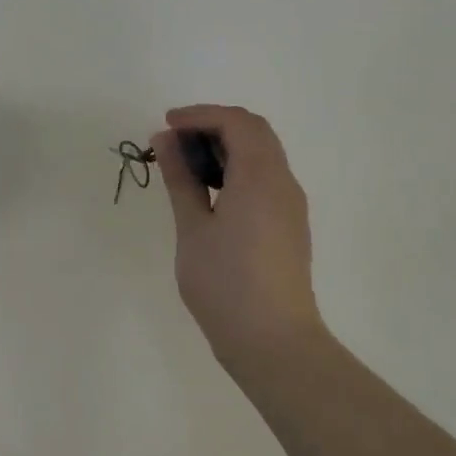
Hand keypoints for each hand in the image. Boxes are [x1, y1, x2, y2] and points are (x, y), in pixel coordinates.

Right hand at [154, 105, 326, 367]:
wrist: (272, 341)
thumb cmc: (224, 282)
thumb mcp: (192, 227)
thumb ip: (180, 178)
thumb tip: (166, 139)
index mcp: (261, 177)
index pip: (236, 122)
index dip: (200, 115)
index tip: (165, 125)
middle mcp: (283, 183)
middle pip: (254, 133)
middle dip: (213, 126)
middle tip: (173, 142)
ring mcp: (290, 206)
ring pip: (262, 155)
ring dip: (224, 148)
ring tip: (184, 167)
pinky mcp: (288, 226)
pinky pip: (264, 178)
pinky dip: (235, 170)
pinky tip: (208, 193)